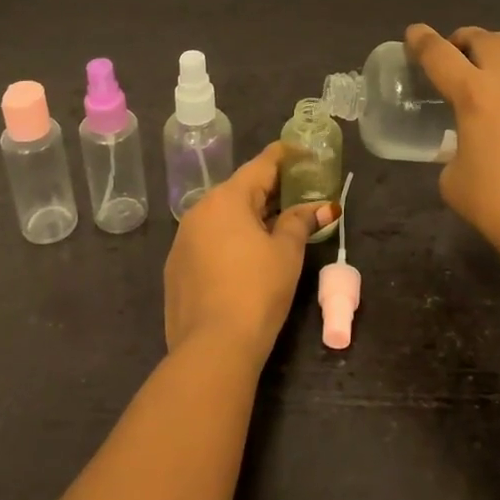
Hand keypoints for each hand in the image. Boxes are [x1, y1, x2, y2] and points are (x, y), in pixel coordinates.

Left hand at [164, 142, 336, 364]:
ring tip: (276, 225)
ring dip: (249, 215)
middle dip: (270, 189)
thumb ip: (301, 222)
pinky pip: (209, 239)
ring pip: (222, 215)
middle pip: (240, 189)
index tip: (304, 151)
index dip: (285, 155)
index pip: (261, 164)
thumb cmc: (257, 291)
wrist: (212, 348)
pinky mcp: (176, 267)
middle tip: (298, 192)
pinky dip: (230, 238)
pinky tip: (246, 257)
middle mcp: (200, 210)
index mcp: (227, 198)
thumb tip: (323, 207)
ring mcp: (183, 239)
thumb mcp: (286, 253)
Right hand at [405, 24, 499, 265]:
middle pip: (481, 39)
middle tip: (455, 53)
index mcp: (473, 95)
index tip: (414, 34)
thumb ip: (453, 149)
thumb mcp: (452, 179)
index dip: (421, 39)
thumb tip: (465, 146)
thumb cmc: (499, 208)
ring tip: (494, 53)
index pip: (438, 54)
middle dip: (462, 39)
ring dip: (499, 41)